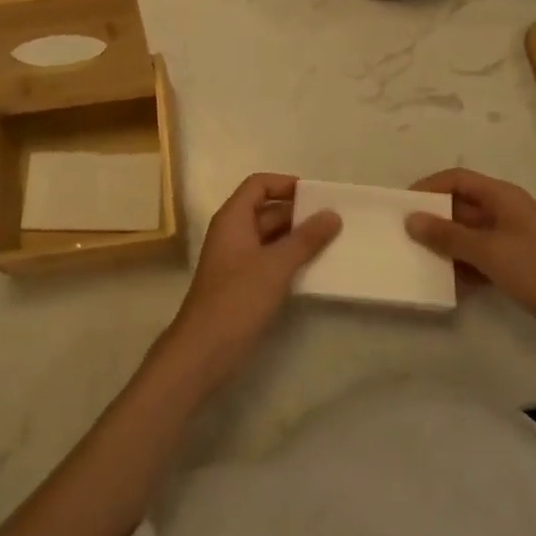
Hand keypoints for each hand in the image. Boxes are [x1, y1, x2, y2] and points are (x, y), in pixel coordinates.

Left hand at [158, 173, 340, 392]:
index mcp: (233, 218)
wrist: (203, 351)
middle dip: (297, 213)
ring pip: (269, 237)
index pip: (258, 185)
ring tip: (329, 243)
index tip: (315, 195)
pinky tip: (312, 270)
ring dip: (295, 238)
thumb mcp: (276, 266)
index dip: (285, 184)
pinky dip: (288, 259)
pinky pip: (268, 259)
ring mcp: (235, 259)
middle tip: (332, 220)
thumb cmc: (237, 299)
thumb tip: (332, 214)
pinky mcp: (241, 284)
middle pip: (265, 210)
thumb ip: (305, 239)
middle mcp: (232, 232)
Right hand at [406, 168, 535, 363]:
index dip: (429, 187)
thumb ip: (449, 236)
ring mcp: (513, 241)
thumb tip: (411, 219)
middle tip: (403, 236)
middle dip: (434, 219)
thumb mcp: (490, 252)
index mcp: (502, 197)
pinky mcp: (518, 268)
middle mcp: (506, 213)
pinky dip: (464, 267)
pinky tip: (447, 285)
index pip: (457, 179)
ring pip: (469, 235)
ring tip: (418, 261)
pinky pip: (480, 259)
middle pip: (461, 206)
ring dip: (446, 246)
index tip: (402, 205)